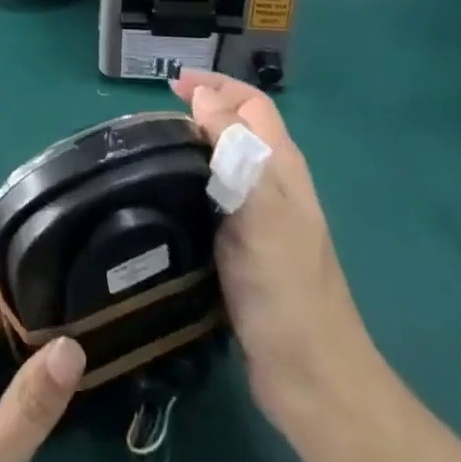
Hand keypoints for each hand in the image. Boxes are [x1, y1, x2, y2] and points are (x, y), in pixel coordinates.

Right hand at [170, 70, 369, 433]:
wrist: (309, 377)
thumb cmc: (286, 285)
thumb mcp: (261, 207)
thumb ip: (234, 148)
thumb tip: (202, 94)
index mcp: (282, 165)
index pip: (251, 104)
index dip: (216, 85)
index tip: (172, 85)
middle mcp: (272, 184)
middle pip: (238, 128)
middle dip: (202, 110)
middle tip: (155, 118)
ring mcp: (258, 219)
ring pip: (223, 163)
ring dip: (193, 146)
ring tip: (151, 151)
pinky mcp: (241, 250)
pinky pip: (213, 199)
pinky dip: (189, 184)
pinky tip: (164, 197)